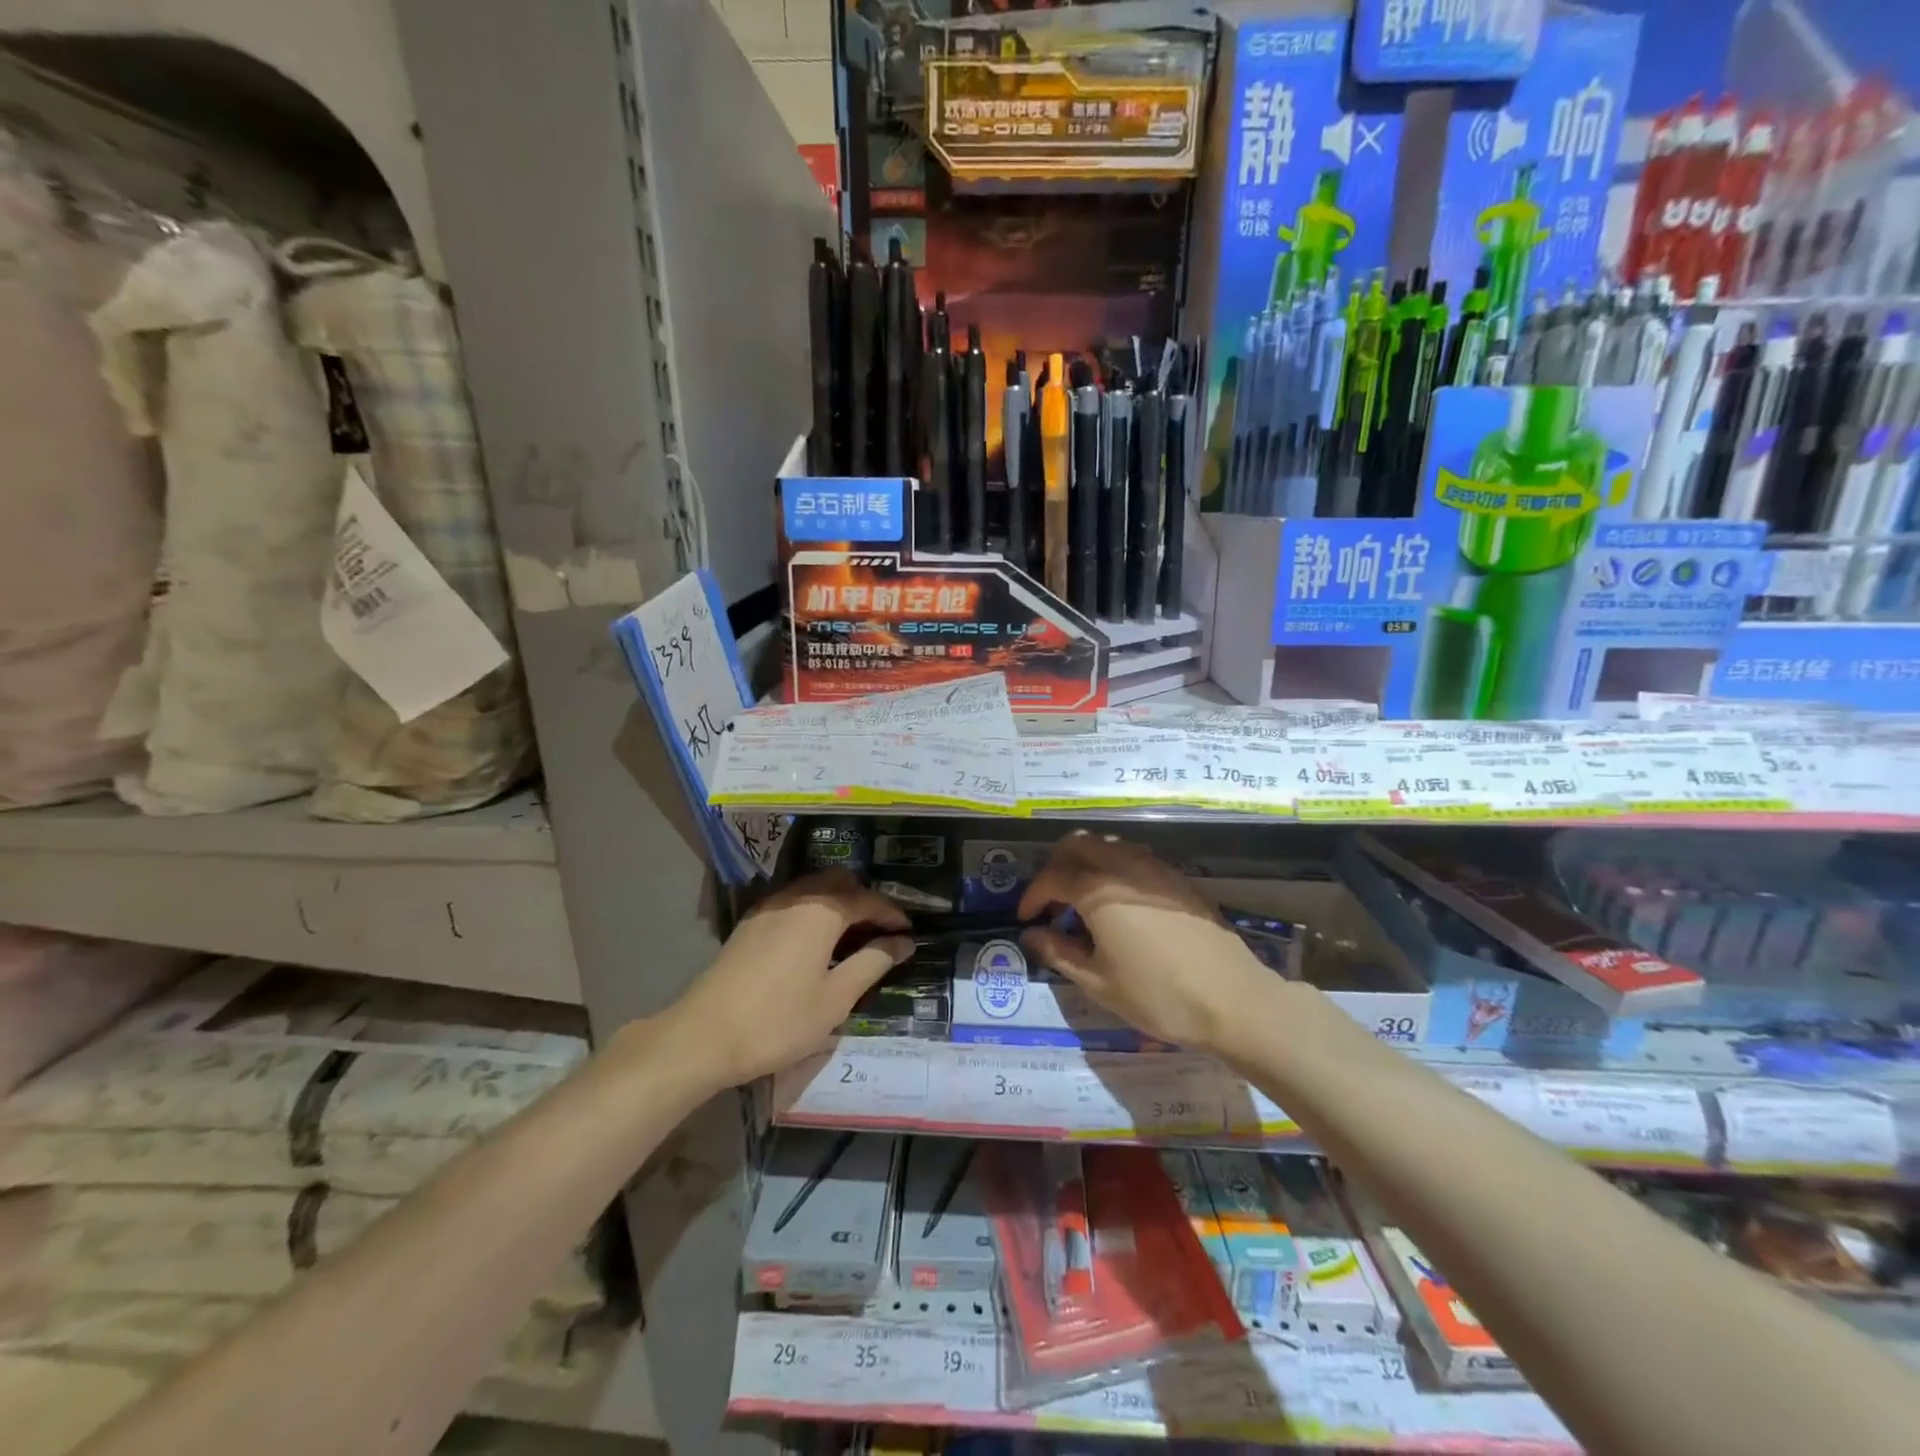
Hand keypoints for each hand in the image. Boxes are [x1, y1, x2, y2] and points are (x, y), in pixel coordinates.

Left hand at [665, 872, 912, 1087]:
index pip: (868, 899)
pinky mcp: (751, 922)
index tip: (909, 933)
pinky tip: (816, 940)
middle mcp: (796, 897)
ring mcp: (769, 907)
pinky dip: (815, 910)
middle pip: (840, 882)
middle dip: (865, 900)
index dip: (892, 914)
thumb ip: (872, 963)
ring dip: (839, 902)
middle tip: (882, 931)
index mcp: (822, 910)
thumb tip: (902, 942)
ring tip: (854, 935)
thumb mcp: (835, 999)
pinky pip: (794, 901)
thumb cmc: (778, 1020)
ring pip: (814, 888)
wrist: (704, 1035)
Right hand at [1018, 832, 1274, 1054]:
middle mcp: (1123, 867)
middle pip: (1077, 845)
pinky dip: (1113, 867)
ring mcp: (1154, 868)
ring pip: (1107, 844)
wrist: (1233, 999)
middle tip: (1050, 901)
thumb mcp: (1099, 983)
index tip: (1025, 918)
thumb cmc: (1159, 996)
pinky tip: (1117, 903)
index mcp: (1098, 890)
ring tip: (1081, 900)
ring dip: (1085, 862)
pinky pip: (1133, 856)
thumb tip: (1031, 935)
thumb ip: (1059, 953)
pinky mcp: (1176, 878)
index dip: (1033, 896)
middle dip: (1056, 867)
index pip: (1052, 878)